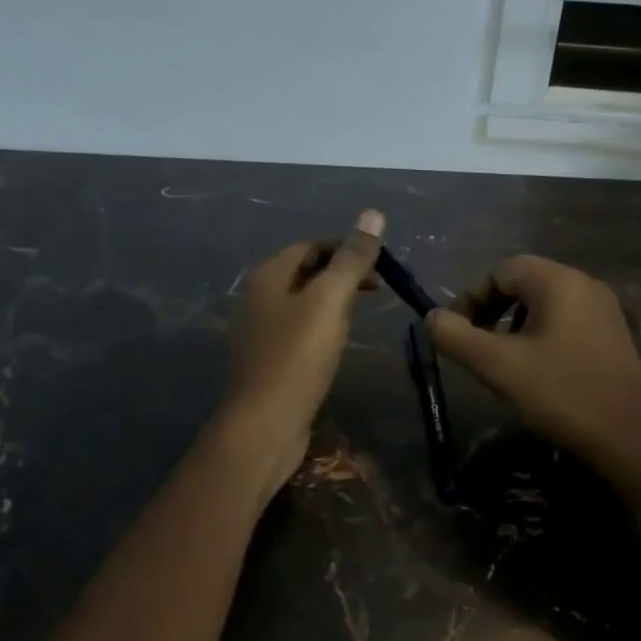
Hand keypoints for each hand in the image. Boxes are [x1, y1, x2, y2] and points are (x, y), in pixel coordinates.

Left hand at [218, 210, 385, 489]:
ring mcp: (262, 331)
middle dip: (343, 273)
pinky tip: (341, 340)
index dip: (346, 247)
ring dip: (336, 299)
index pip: (311, 246)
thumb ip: (352, 259)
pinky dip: (325, 325)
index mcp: (268, 276)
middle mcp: (259, 297)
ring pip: (305, 302)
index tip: (381, 261)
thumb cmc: (297, 357)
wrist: (264, 426)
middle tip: (381, 286)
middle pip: (307, 272)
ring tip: (366, 310)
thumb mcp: (330, 301)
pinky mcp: (271, 359)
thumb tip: (373, 214)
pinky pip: (301, 329)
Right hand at [426, 254, 640, 463]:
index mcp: (558, 282)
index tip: (458, 333)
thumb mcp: (498, 366)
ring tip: (505, 361)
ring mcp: (603, 309)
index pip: (501, 272)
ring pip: (544, 303)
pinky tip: (538, 371)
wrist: (631, 438)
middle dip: (492, 311)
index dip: (471, 299)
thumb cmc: (562, 394)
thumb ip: (457, 337)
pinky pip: (566, 320)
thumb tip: (432, 318)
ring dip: (515, 324)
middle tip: (478, 347)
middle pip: (523, 283)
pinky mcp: (613, 334)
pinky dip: (541, 334)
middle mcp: (584, 284)